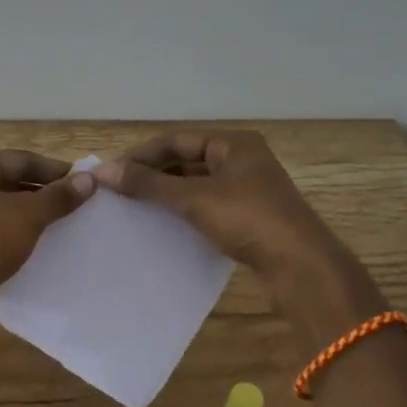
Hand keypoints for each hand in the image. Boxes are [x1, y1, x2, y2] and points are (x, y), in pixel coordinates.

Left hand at [0, 151, 94, 330]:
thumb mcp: (26, 215)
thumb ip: (58, 197)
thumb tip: (90, 179)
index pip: (21, 159)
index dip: (55, 170)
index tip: (85, 182)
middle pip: (11, 183)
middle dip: (45, 194)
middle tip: (80, 206)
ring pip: (4, 210)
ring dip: (32, 217)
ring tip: (66, 227)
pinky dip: (18, 237)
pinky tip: (42, 247)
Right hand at [93, 131, 342, 287]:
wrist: (302, 267)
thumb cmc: (249, 219)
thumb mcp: (194, 198)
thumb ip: (149, 184)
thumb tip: (103, 171)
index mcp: (234, 144)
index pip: (177, 140)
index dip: (142, 154)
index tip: (112, 171)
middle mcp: (242, 160)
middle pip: (187, 160)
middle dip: (153, 173)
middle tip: (118, 189)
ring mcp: (248, 190)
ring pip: (196, 184)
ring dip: (167, 193)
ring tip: (133, 206)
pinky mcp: (249, 217)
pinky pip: (207, 205)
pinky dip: (183, 210)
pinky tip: (162, 224)